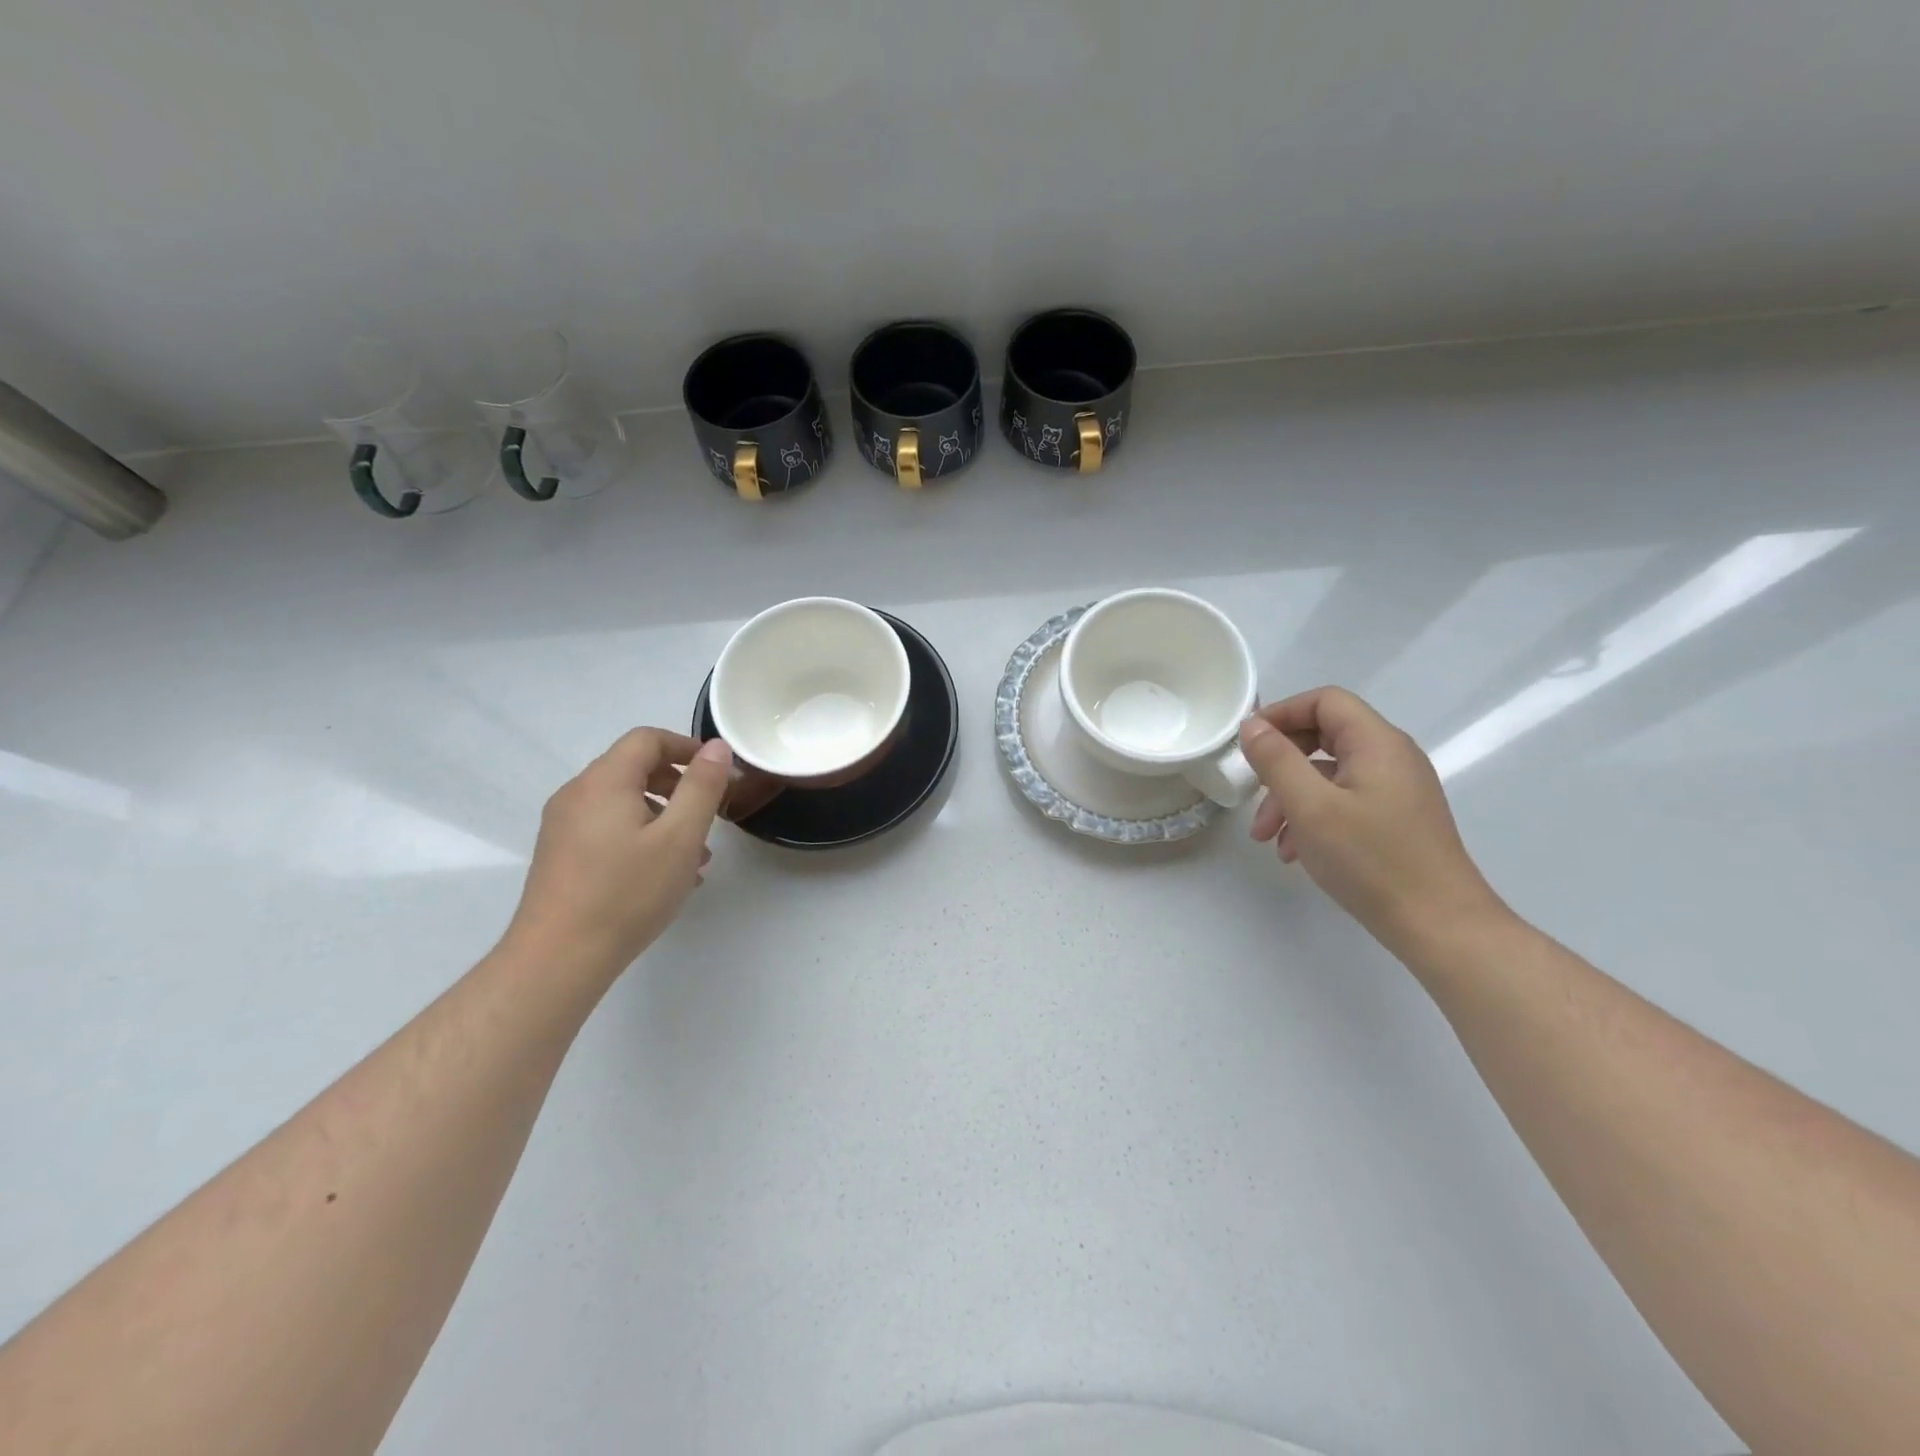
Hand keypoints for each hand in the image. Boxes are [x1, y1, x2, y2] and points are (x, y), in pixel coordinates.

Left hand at [503, 729, 732, 976]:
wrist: (558, 959)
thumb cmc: (627, 893)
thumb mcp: (680, 837)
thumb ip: (702, 787)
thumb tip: (716, 747)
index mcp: (604, 781)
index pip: (647, 739)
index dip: (686, 747)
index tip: (718, 773)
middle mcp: (577, 794)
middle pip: (633, 768)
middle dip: (678, 785)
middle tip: (709, 816)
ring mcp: (563, 825)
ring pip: (623, 802)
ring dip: (663, 815)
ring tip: (694, 856)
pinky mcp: (560, 854)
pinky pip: (608, 827)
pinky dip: (640, 835)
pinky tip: (662, 875)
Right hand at [1239, 688, 1507, 955]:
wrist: (1439, 926)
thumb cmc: (1371, 860)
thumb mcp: (1310, 806)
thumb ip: (1276, 760)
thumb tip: (1252, 726)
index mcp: (1377, 743)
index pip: (1325, 701)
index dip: (1282, 713)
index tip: (1248, 743)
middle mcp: (1392, 758)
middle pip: (1324, 736)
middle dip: (1280, 763)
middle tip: (1251, 792)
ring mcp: (1396, 790)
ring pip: (1329, 774)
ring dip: (1290, 797)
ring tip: (1266, 837)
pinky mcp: (1395, 820)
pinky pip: (1344, 801)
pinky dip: (1312, 816)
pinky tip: (1294, 851)